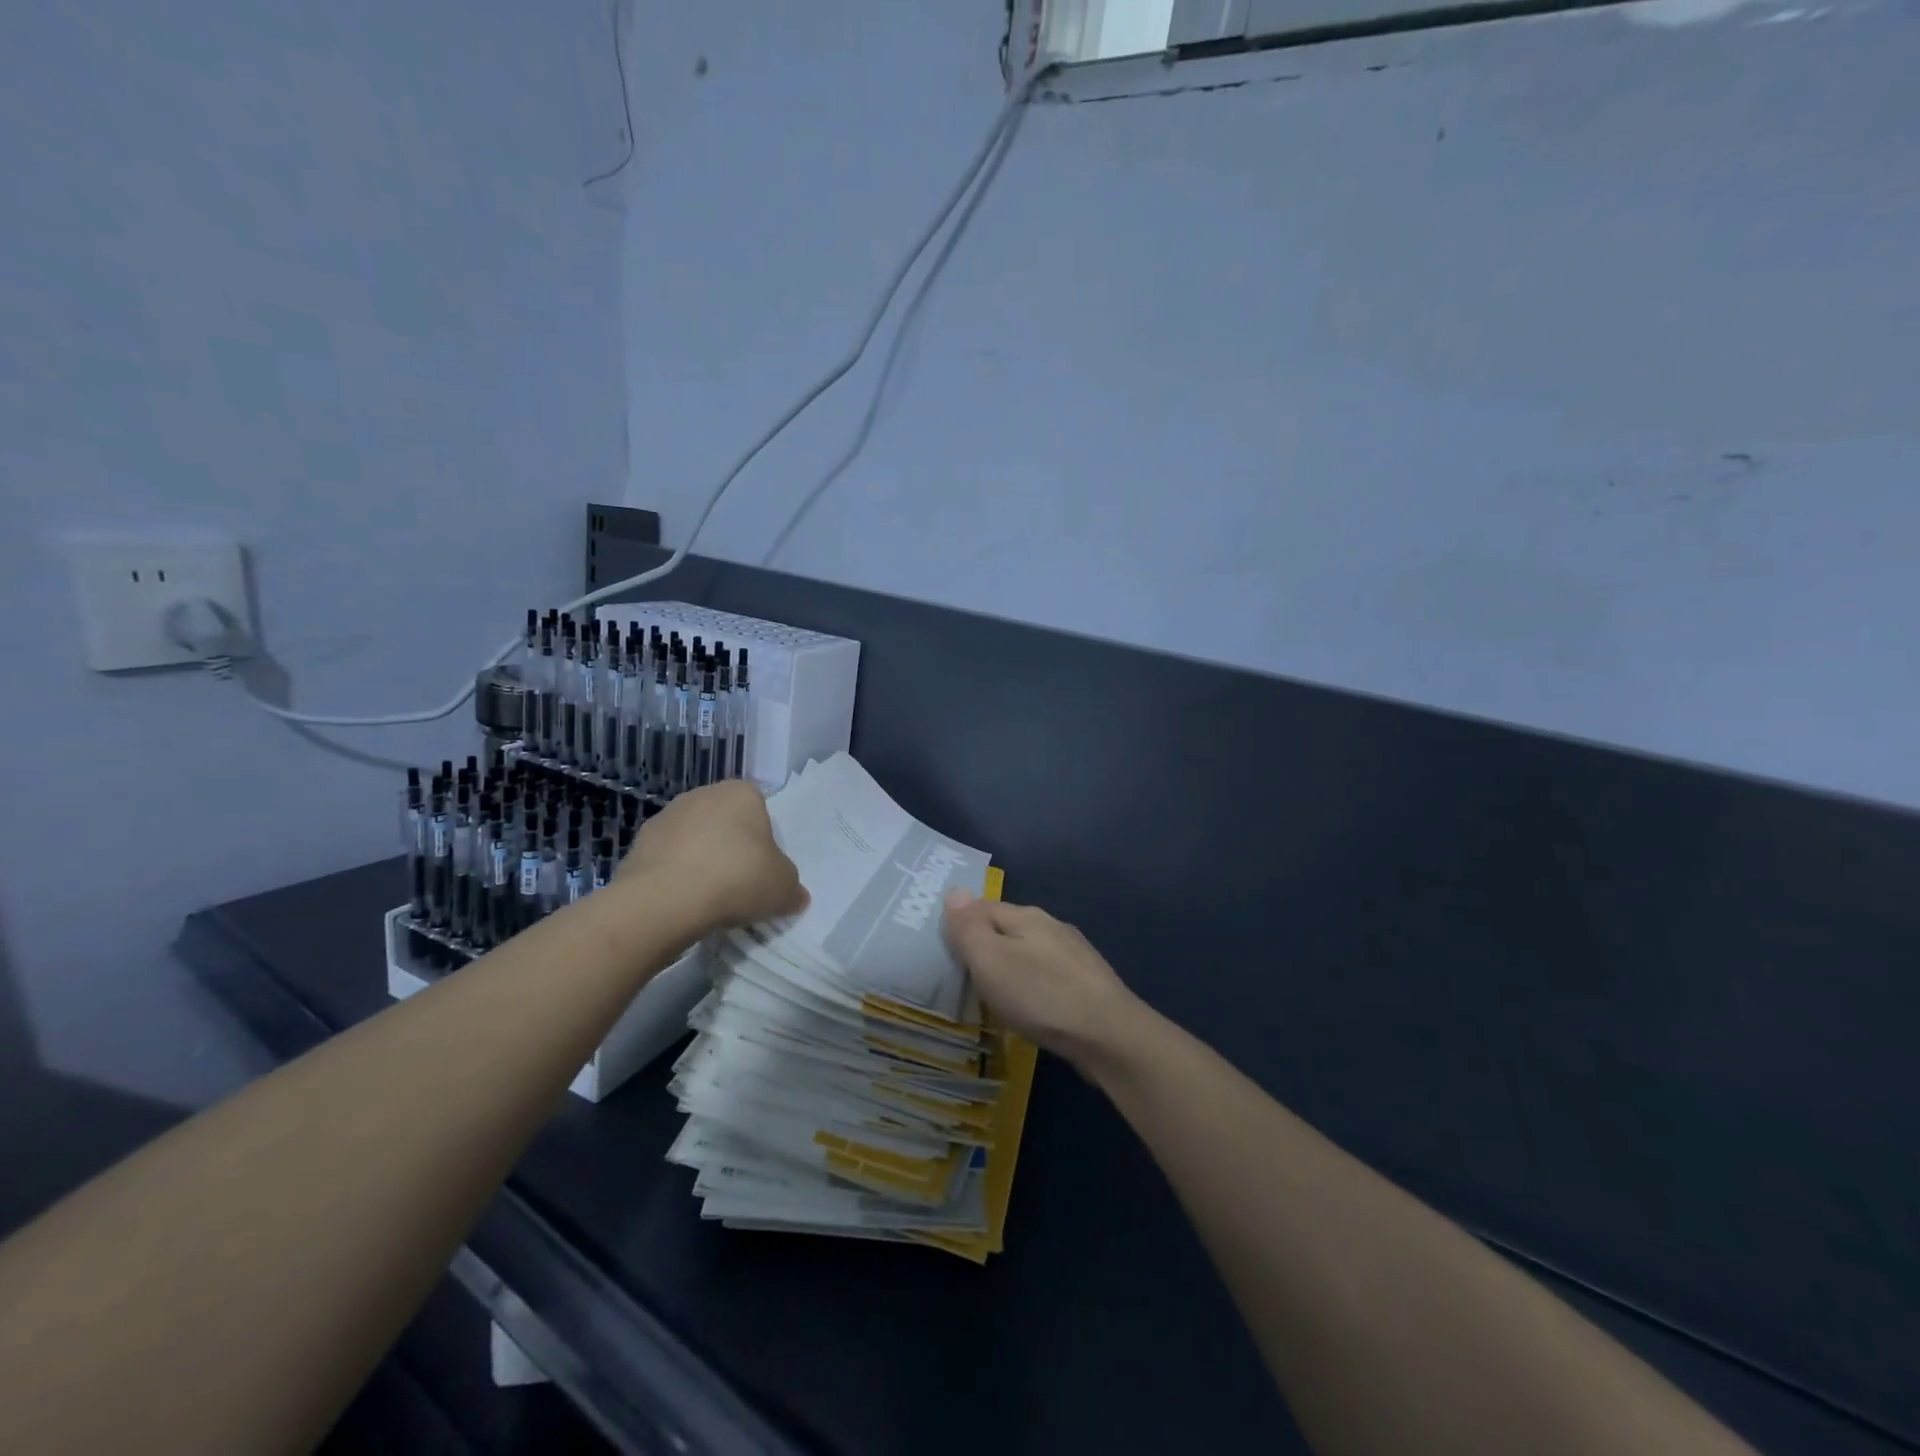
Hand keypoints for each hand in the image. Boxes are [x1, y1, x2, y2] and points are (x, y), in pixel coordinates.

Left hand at [619, 780, 807, 930]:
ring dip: (700, 861)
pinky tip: (682, 902)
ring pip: (693, 839)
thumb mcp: (784, 888)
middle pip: (725, 822)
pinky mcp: (637, 844)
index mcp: (742, 793)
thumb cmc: (738, 879)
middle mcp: (703, 794)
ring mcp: (666, 816)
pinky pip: (667, 860)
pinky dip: (674, 877)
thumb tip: (795, 895)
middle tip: (739, 883)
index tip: (763, 868)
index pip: (760, 809)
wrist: (665, 900)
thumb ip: (791, 887)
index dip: (764, 840)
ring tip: (709, 898)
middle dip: (730, 847)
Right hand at [942, 890, 1146, 1069]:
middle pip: (1007, 928)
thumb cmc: (1041, 995)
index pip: (982, 907)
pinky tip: (1030, 1008)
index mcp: (1027, 916)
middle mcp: (1052, 927)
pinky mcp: (1088, 985)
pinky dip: (1032, 987)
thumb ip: (970, 927)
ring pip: (1029, 953)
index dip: (960, 923)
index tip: (942, 948)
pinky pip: (1047, 977)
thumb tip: (955, 890)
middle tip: (962, 975)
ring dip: (1010, 967)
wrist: (1110, 1036)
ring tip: (993, 994)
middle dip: (986, 946)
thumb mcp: (991, 961)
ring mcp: (1074, 955)